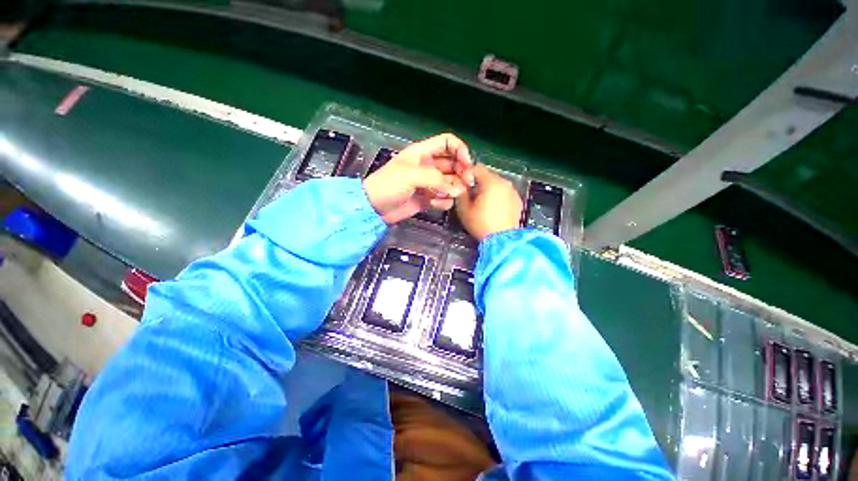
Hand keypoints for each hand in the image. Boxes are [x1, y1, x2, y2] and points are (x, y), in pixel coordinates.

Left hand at [363, 133, 474, 223]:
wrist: (375, 208)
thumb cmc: (389, 185)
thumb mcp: (410, 176)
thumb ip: (436, 179)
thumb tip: (456, 190)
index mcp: (423, 153)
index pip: (448, 143)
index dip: (460, 150)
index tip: (467, 164)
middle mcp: (429, 166)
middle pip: (454, 163)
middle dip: (463, 172)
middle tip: (467, 183)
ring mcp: (430, 183)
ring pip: (452, 182)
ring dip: (454, 189)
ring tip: (448, 196)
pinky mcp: (429, 198)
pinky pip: (445, 197)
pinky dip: (444, 201)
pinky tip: (435, 204)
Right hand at [455, 165, 522, 240]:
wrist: (503, 240)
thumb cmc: (481, 224)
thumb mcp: (464, 209)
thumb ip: (460, 193)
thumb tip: (461, 186)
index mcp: (491, 182)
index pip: (477, 168)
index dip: (467, 174)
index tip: (462, 185)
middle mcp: (505, 183)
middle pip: (488, 176)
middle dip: (478, 183)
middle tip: (471, 196)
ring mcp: (513, 192)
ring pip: (497, 185)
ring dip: (488, 190)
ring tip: (482, 204)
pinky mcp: (518, 201)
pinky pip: (505, 193)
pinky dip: (498, 197)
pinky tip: (494, 209)